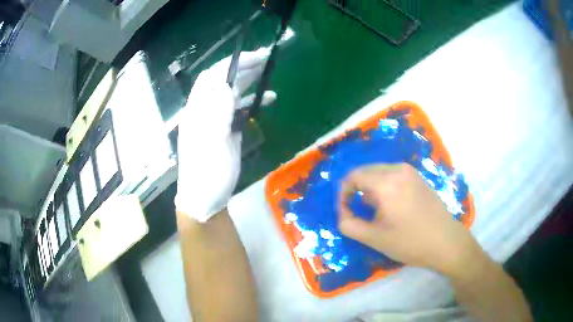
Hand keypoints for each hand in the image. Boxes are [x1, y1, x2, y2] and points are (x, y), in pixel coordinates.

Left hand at [175, 49, 276, 221]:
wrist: (206, 198)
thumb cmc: (207, 173)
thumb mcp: (212, 143)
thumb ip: (218, 113)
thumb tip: (227, 85)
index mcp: (197, 111)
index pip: (211, 78)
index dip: (231, 64)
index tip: (254, 58)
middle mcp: (205, 111)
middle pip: (222, 82)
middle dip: (242, 68)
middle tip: (265, 59)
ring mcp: (216, 121)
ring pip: (232, 94)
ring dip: (249, 82)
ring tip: (268, 73)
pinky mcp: (226, 131)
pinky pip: (239, 110)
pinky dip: (252, 101)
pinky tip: (268, 98)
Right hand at [338, 163, 479, 275]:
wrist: (446, 242)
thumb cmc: (410, 242)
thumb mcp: (374, 238)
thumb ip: (349, 225)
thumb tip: (343, 214)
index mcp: (385, 183)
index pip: (353, 177)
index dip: (343, 194)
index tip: (345, 212)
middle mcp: (397, 170)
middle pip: (365, 171)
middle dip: (355, 190)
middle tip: (356, 212)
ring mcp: (410, 172)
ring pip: (379, 172)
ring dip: (370, 188)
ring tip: (374, 211)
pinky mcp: (418, 177)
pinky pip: (392, 175)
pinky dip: (383, 186)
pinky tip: (391, 205)